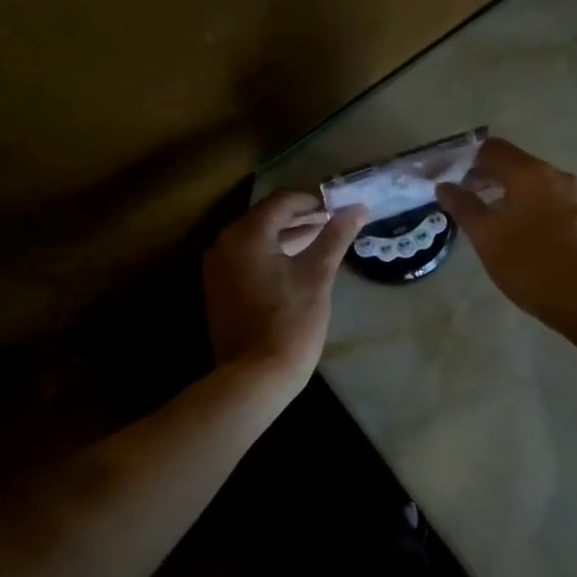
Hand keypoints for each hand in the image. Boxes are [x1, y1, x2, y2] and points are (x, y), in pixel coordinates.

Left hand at [204, 191, 366, 392]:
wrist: (254, 377)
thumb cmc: (290, 322)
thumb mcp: (317, 275)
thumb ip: (335, 236)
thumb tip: (358, 208)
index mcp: (246, 234)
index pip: (282, 200)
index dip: (312, 200)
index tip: (339, 208)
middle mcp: (224, 243)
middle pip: (266, 216)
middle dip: (300, 216)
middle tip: (333, 222)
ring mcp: (218, 267)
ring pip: (256, 237)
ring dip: (287, 234)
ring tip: (321, 239)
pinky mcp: (219, 288)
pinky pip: (247, 257)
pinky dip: (272, 253)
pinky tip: (297, 263)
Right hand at [438, 138, 576, 337]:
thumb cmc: (532, 265)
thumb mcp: (488, 238)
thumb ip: (464, 207)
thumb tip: (445, 186)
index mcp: (531, 174)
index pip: (493, 149)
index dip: (467, 158)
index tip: (449, 176)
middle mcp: (558, 177)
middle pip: (516, 165)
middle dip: (487, 177)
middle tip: (464, 199)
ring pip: (535, 186)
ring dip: (509, 195)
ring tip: (489, 220)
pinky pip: (551, 204)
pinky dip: (530, 209)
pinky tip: (522, 236)